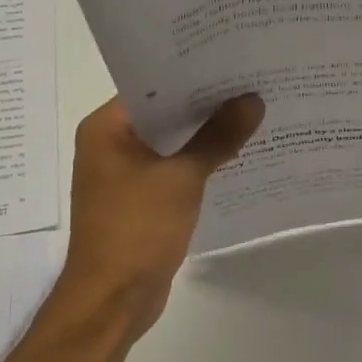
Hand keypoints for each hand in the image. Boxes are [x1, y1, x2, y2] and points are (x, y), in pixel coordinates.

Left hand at [58, 93, 264, 336]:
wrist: (113, 300)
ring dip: (206, 136)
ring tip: (254, 114)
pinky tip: (237, 156)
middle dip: (207, 104)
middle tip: (253, 84)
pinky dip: (200, 164)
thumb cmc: (137, 230)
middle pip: (164, 114)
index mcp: (106, 128)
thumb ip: (218, 137)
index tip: (234, 61)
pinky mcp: (141, 202)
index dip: (193, 73)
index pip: (152, 85)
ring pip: (172, 144)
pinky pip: (174, 171)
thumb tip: (253, 101)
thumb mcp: (182, 178)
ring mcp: (124, 175)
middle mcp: (110, 145)